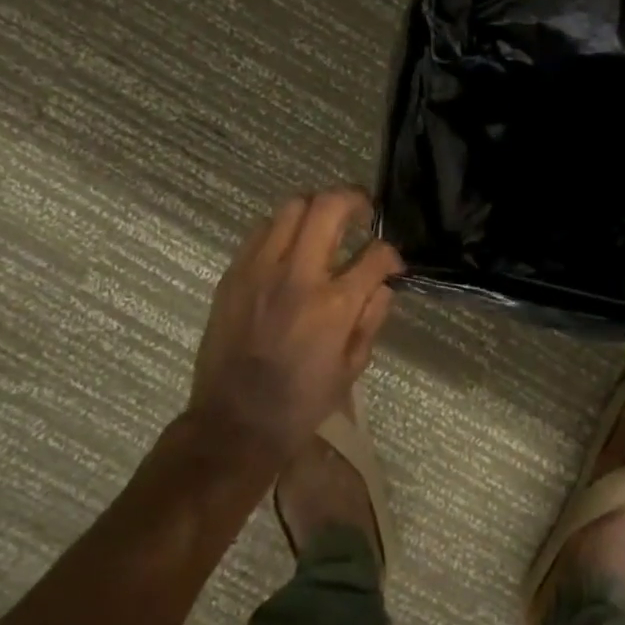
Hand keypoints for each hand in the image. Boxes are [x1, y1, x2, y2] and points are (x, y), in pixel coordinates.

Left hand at [188, 187, 402, 462]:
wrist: (233, 424)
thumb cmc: (301, 403)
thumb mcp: (352, 368)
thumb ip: (372, 317)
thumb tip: (382, 282)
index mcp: (334, 305)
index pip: (375, 254)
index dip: (391, 253)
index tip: (391, 262)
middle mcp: (298, 276)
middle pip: (328, 206)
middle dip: (355, 200)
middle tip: (363, 213)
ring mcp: (260, 271)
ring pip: (291, 207)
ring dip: (316, 209)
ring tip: (325, 226)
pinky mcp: (234, 275)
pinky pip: (261, 231)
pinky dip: (283, 229)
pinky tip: (290, 249)